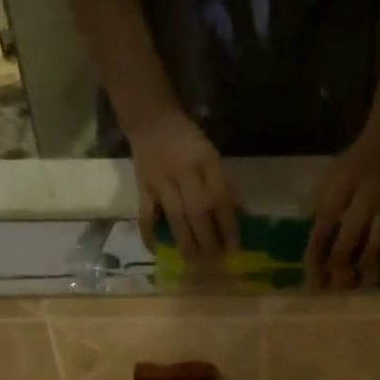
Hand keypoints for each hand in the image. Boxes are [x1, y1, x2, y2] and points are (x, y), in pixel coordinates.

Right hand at [128, 109, 237, 259]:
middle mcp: (185, 171)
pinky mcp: (143, 187)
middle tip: (214, 258)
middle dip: (208, 239)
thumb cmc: (187, 140)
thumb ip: (221, 183)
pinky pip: (146, 215)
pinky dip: (150, 234)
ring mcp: (162, 180)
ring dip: (186, 242)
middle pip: (199, 211)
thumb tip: (237, 217)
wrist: (151, 118)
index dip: (229, 226)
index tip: (235, 248)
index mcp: (206, 160)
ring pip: (176, 217)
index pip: (221, 198)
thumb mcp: (210, 154)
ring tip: (193, 261)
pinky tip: (157, 250)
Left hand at [309, 120, 379, 288]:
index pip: (323, 226)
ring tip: (355, 295)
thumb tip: (308, 246)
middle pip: (349, 240)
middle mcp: (365, 199)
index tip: (309, 279)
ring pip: (376, 247)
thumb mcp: (331, 176)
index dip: (315, 254)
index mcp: (341, 187)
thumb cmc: (356, 163)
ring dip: (363, 274)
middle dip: (337, 268)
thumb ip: (318, 207)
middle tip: (329, 293)